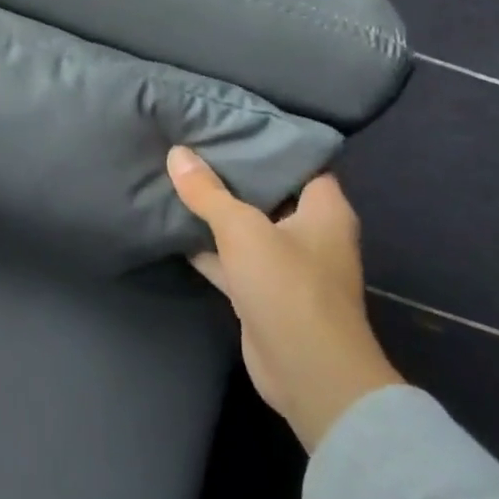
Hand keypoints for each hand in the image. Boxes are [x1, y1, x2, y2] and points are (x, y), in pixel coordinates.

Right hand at [168, 149, 402, 451]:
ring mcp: (287, 265)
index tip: (230, 123)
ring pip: (247, 227)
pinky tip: (174, 227)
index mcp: (324, 209)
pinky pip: (233, 258)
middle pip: (268, 192)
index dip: (268, 142)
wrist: (307, 374)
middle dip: (233, 173)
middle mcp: (310, 232)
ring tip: (177, 177)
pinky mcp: (264, 292)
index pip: (300, 161)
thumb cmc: (288, 288)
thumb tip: (177, 153)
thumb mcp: (243, 230)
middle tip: (193, 145)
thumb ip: (208, 192)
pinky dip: (208, 246)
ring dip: (217, 212)